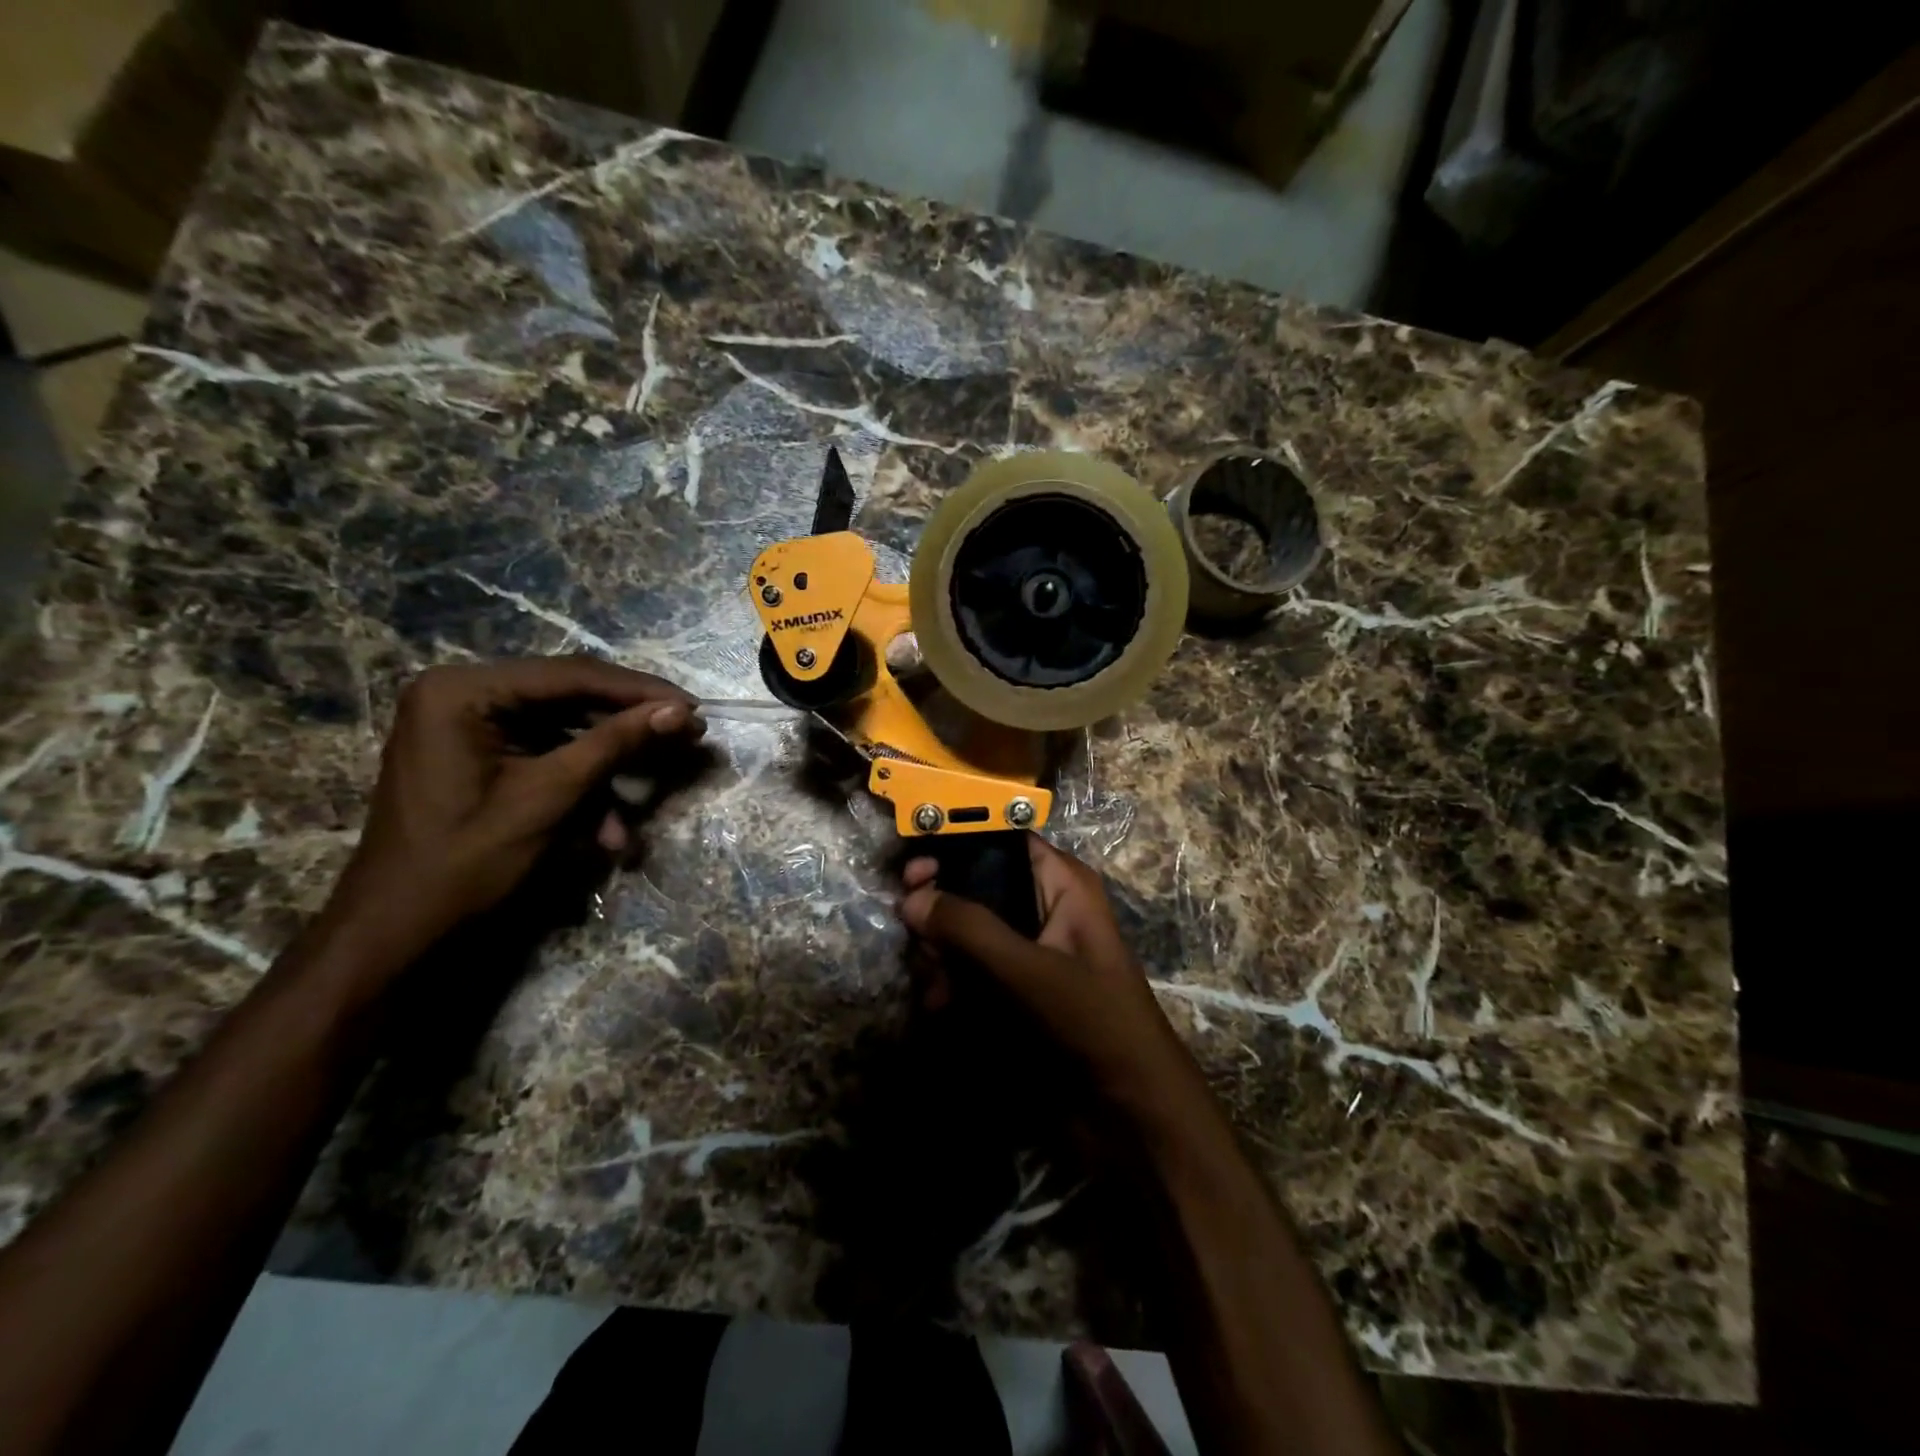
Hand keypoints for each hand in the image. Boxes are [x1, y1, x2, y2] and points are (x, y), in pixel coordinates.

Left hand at [321, 656, 702, 970]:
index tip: (694, 708)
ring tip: (644, 805)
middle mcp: (463, 695)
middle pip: (570, 698)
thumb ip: (616, 744)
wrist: (399, 935)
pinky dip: (581, 789)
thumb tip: (681, 711)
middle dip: (628, 729)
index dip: (640, 692)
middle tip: (688, 736)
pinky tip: (607, 833)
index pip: (572, 676)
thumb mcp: (551, 797)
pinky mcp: (481, 757)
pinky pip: (547, 758)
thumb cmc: (467, 862)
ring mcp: (469, 727)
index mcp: (463, 691)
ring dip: (607, 771)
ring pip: (565, 732)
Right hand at [896, 835, 1193, 1101]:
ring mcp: (1028, 949)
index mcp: (1062, 883)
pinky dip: (952, 982)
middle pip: (976, 886)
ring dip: (942, 954)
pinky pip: (972, 968)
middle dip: (943, 911)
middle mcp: (1044, 906)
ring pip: (968, 931)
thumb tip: (911, 898)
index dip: (956, 846)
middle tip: (917, 936)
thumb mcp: (1029, 969)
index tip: (914, 870)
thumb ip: (968, 929)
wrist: (1130, 1109)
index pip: (1001, 840)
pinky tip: (941, 1007)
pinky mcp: (1016, 987)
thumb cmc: (1092, 1020)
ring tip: (935, 986)